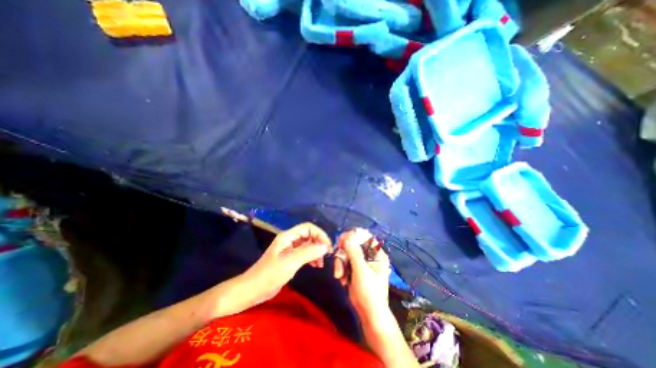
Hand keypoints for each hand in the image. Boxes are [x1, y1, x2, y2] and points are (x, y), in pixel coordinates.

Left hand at [240, 223, 333, 305]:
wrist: (252, 290)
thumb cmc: (269, 275)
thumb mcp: (290, 263)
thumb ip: (308, 253)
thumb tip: (325, 246)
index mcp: (288, 236)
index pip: (308, 227)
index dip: (319, 234)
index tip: (327, 246)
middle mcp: (289, 240)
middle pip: (309, 235)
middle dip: (319, 243)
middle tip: (326, 256)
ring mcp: (289, 249)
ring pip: (308, 245)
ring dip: (316, 251)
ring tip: (321, 263)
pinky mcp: (290, 258)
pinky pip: (304, 253)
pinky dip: (311, 257)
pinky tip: (315, 265)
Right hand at [333, 229, 388, 319]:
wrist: (369, 314)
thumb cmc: (369, 292)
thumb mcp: (361, 271)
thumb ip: (354, 253)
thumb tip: (347, 237)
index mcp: (377, 254)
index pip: (365, 237)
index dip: (353, 236)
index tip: (341, 240)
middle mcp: (370, 255)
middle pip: (353, 244)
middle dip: (343, 254)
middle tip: (338, 261)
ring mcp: (362, 262)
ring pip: (347, 253)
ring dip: (340, 263)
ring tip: (339, 276)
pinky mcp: (355, 269)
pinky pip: (344, 262)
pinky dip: (341, 269)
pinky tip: (342, 280)